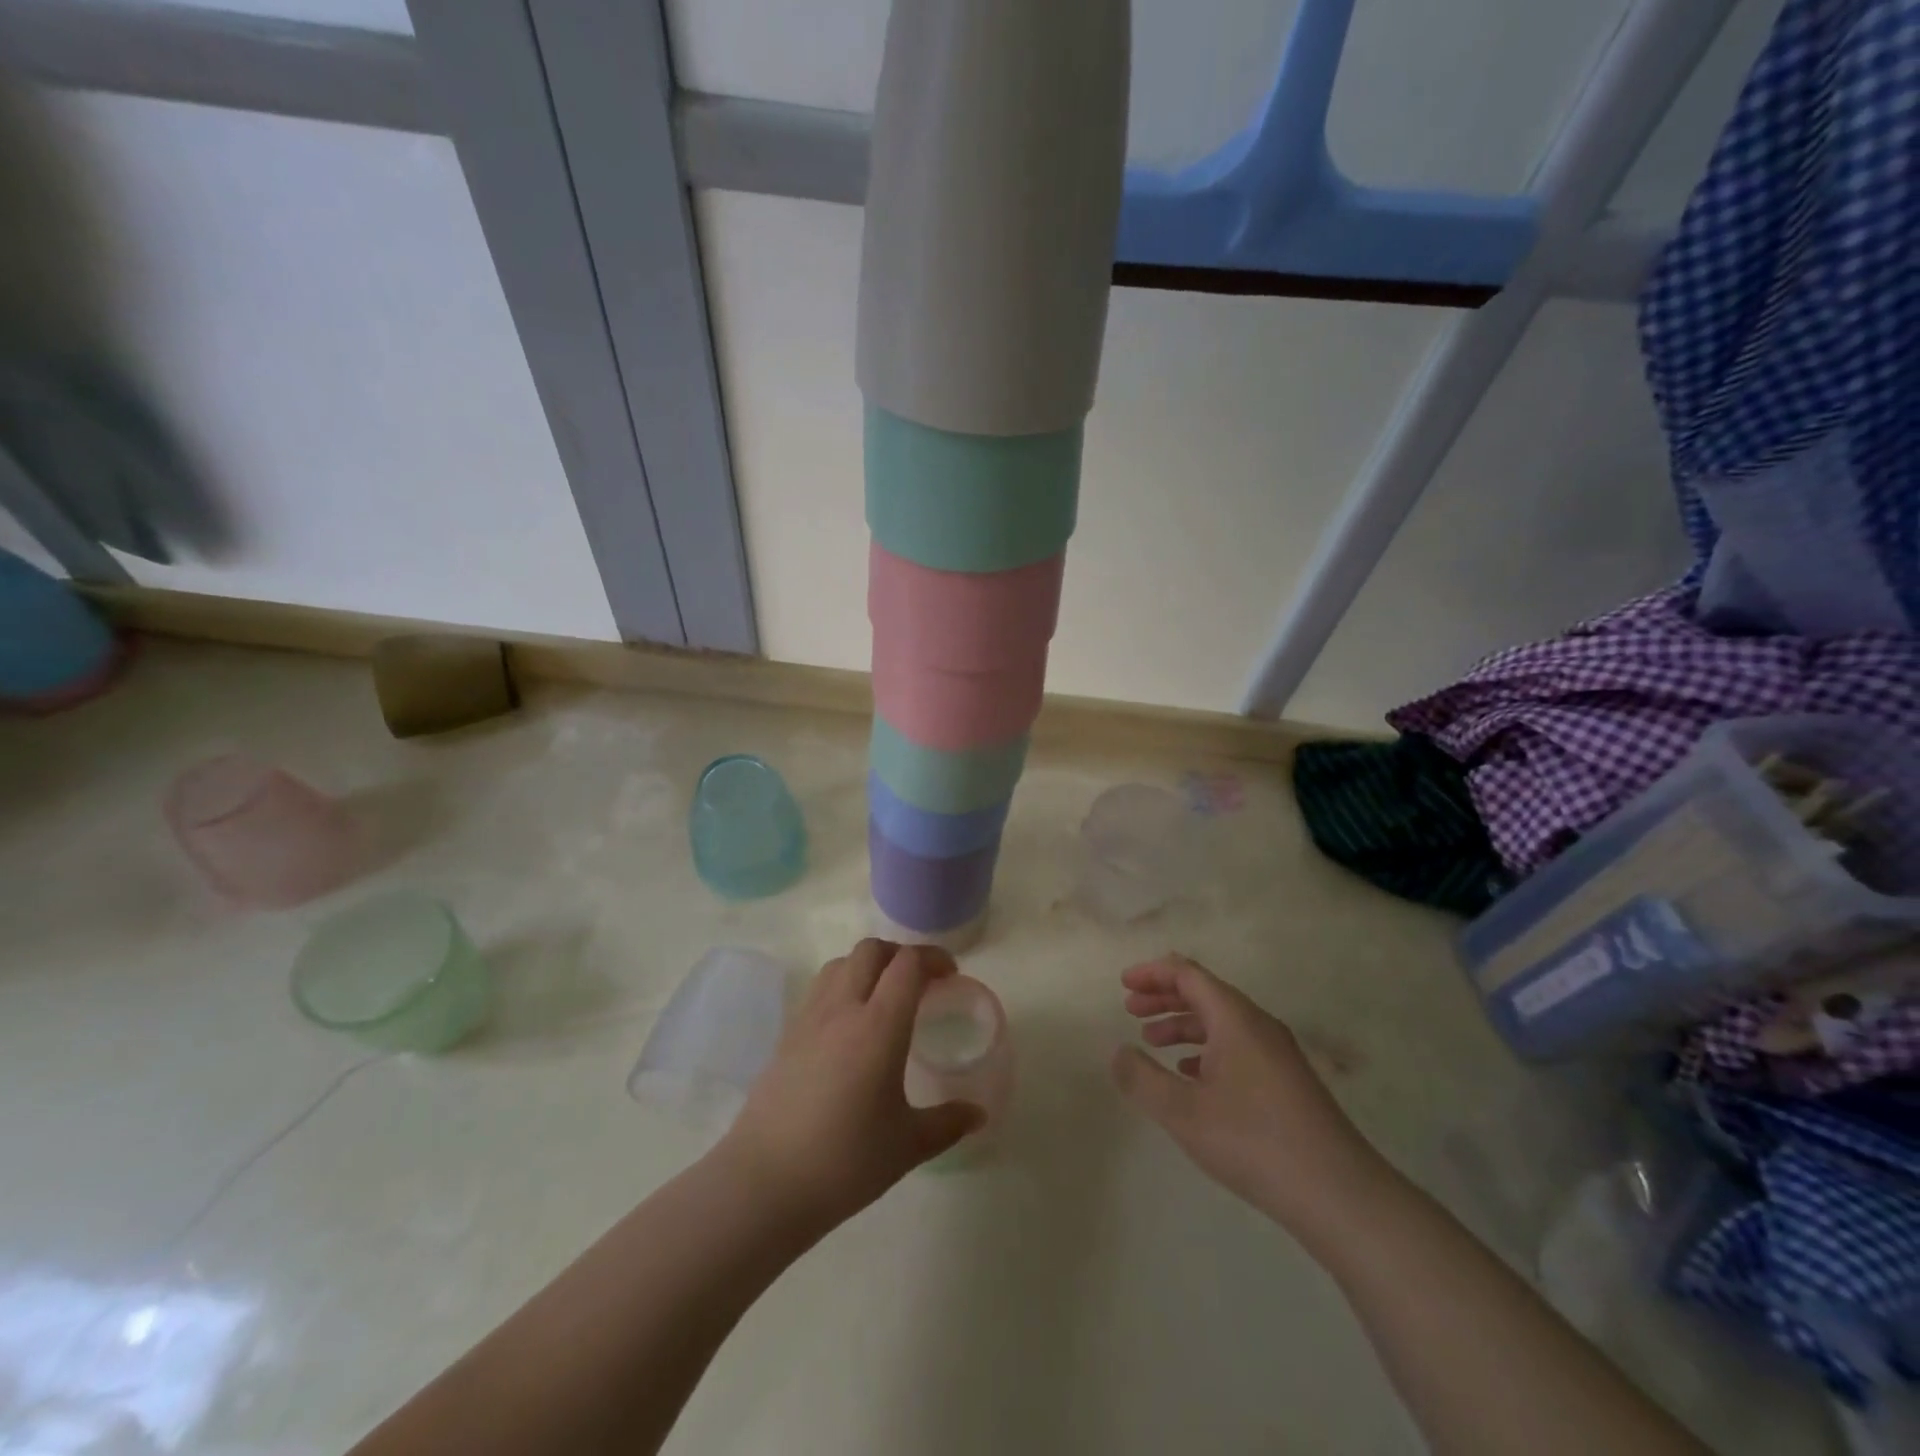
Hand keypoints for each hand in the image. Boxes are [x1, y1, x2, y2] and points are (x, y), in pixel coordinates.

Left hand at [721, 939, 984, 1232]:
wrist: (764, 1182)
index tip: (950, 975)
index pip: (907, 964)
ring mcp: (809, 1019)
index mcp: (878, 1026)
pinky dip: (842, 987)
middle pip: (871, 951)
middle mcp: (843, 1009)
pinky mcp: (787, 1036)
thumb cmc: (844, 1162)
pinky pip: (820, 990)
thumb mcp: (907, 1146)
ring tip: (885, 997)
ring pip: (841, 964)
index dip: (933, 958)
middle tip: (921, 982)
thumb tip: (978, 1115)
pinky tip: (850, 1027)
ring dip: (868, 966)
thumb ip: (947, 1123)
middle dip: (900, 955)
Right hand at [1111, 954, 1388, 1244]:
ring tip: (1152, 1042)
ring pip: (1221, 1023)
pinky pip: (1237, 1047)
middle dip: (1164, 997)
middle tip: (1130, 1009)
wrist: (1339, 1194)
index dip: (1152, 973)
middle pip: (1205, 994)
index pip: (1188, 974)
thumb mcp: (1183, 1111)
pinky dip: (1206, 1049)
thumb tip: (1117, 1051)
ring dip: (1183, 1025)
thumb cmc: (1254, 1141)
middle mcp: (1258, 1026)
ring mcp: (1277, 1054)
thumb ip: (1142, 1078)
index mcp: (1235, 1018)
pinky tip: (1191, 1075)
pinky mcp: (1286, 1082)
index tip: (1123, 984)